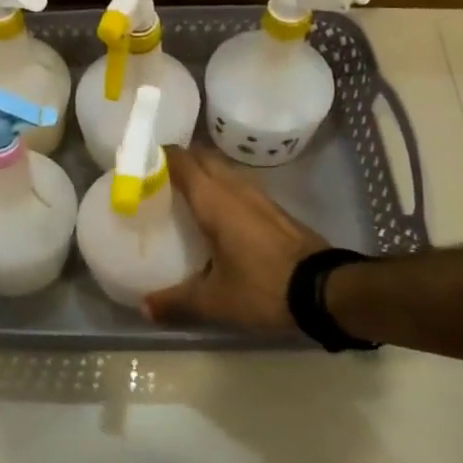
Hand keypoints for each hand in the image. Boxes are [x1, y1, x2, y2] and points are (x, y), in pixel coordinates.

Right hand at [143, 146, 330, 332]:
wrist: (325, 290)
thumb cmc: (263, 287)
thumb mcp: (215, 301)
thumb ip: (177, 301)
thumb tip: (144, 307)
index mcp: (214, 200)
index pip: (181, 161)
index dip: (158, 156)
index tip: (137, 163)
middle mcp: (235, 188)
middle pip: (202, 158)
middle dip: (179, 161)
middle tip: (155, 178)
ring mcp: (258, 196)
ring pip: (223, 170)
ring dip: (202, 174)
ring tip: (181, 194)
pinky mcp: (274, 209)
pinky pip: (238, 186)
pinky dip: (221, 189)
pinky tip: (215, 214)